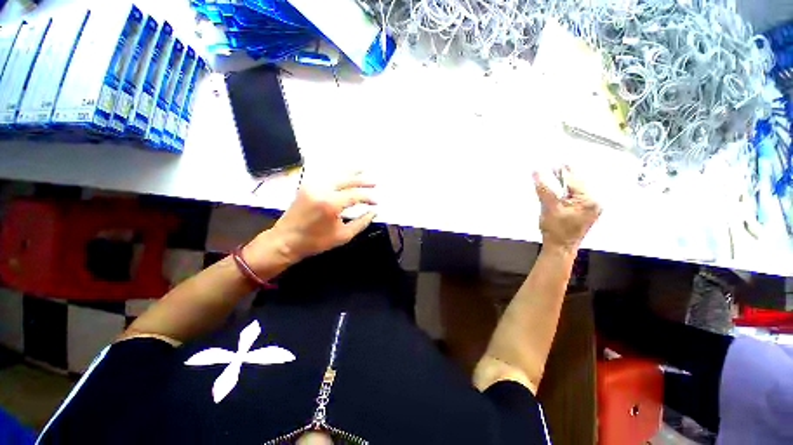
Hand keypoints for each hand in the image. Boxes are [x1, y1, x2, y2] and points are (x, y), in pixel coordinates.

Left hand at [257, 174, 376, 266]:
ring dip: (350, 173)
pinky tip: (344, 175)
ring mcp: (312, 186)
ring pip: (335, 175)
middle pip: (346, 180)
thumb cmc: (315, 242)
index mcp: (331, 204)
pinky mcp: (306, 186)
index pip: (355, 195)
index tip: (376, 203)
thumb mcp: (343, 236)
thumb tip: (373, 212)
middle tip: (374, 183)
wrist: (285, 241)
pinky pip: (325, 176)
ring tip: (362, 170)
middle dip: (362, 181)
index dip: (368, 198)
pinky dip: (337, 174)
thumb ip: (361, 223)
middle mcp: (321, 190)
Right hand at [533, 166, 600, 252]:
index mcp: (588, 200)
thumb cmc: (555, 229)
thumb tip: (535, 171)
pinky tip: (560, 185)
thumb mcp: (548, 207)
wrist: (560, 248)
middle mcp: (594, 202)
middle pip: (578, 183)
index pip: (574, 180)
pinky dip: (567, 190)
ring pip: (577, 189)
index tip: (555, 160)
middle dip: (565, 174)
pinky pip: (576, 195)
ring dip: (565, 181)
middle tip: (555, 164)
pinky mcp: (585, 211)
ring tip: (556, 171)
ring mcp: (591, 207)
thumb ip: (543, 188)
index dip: (563, 170)